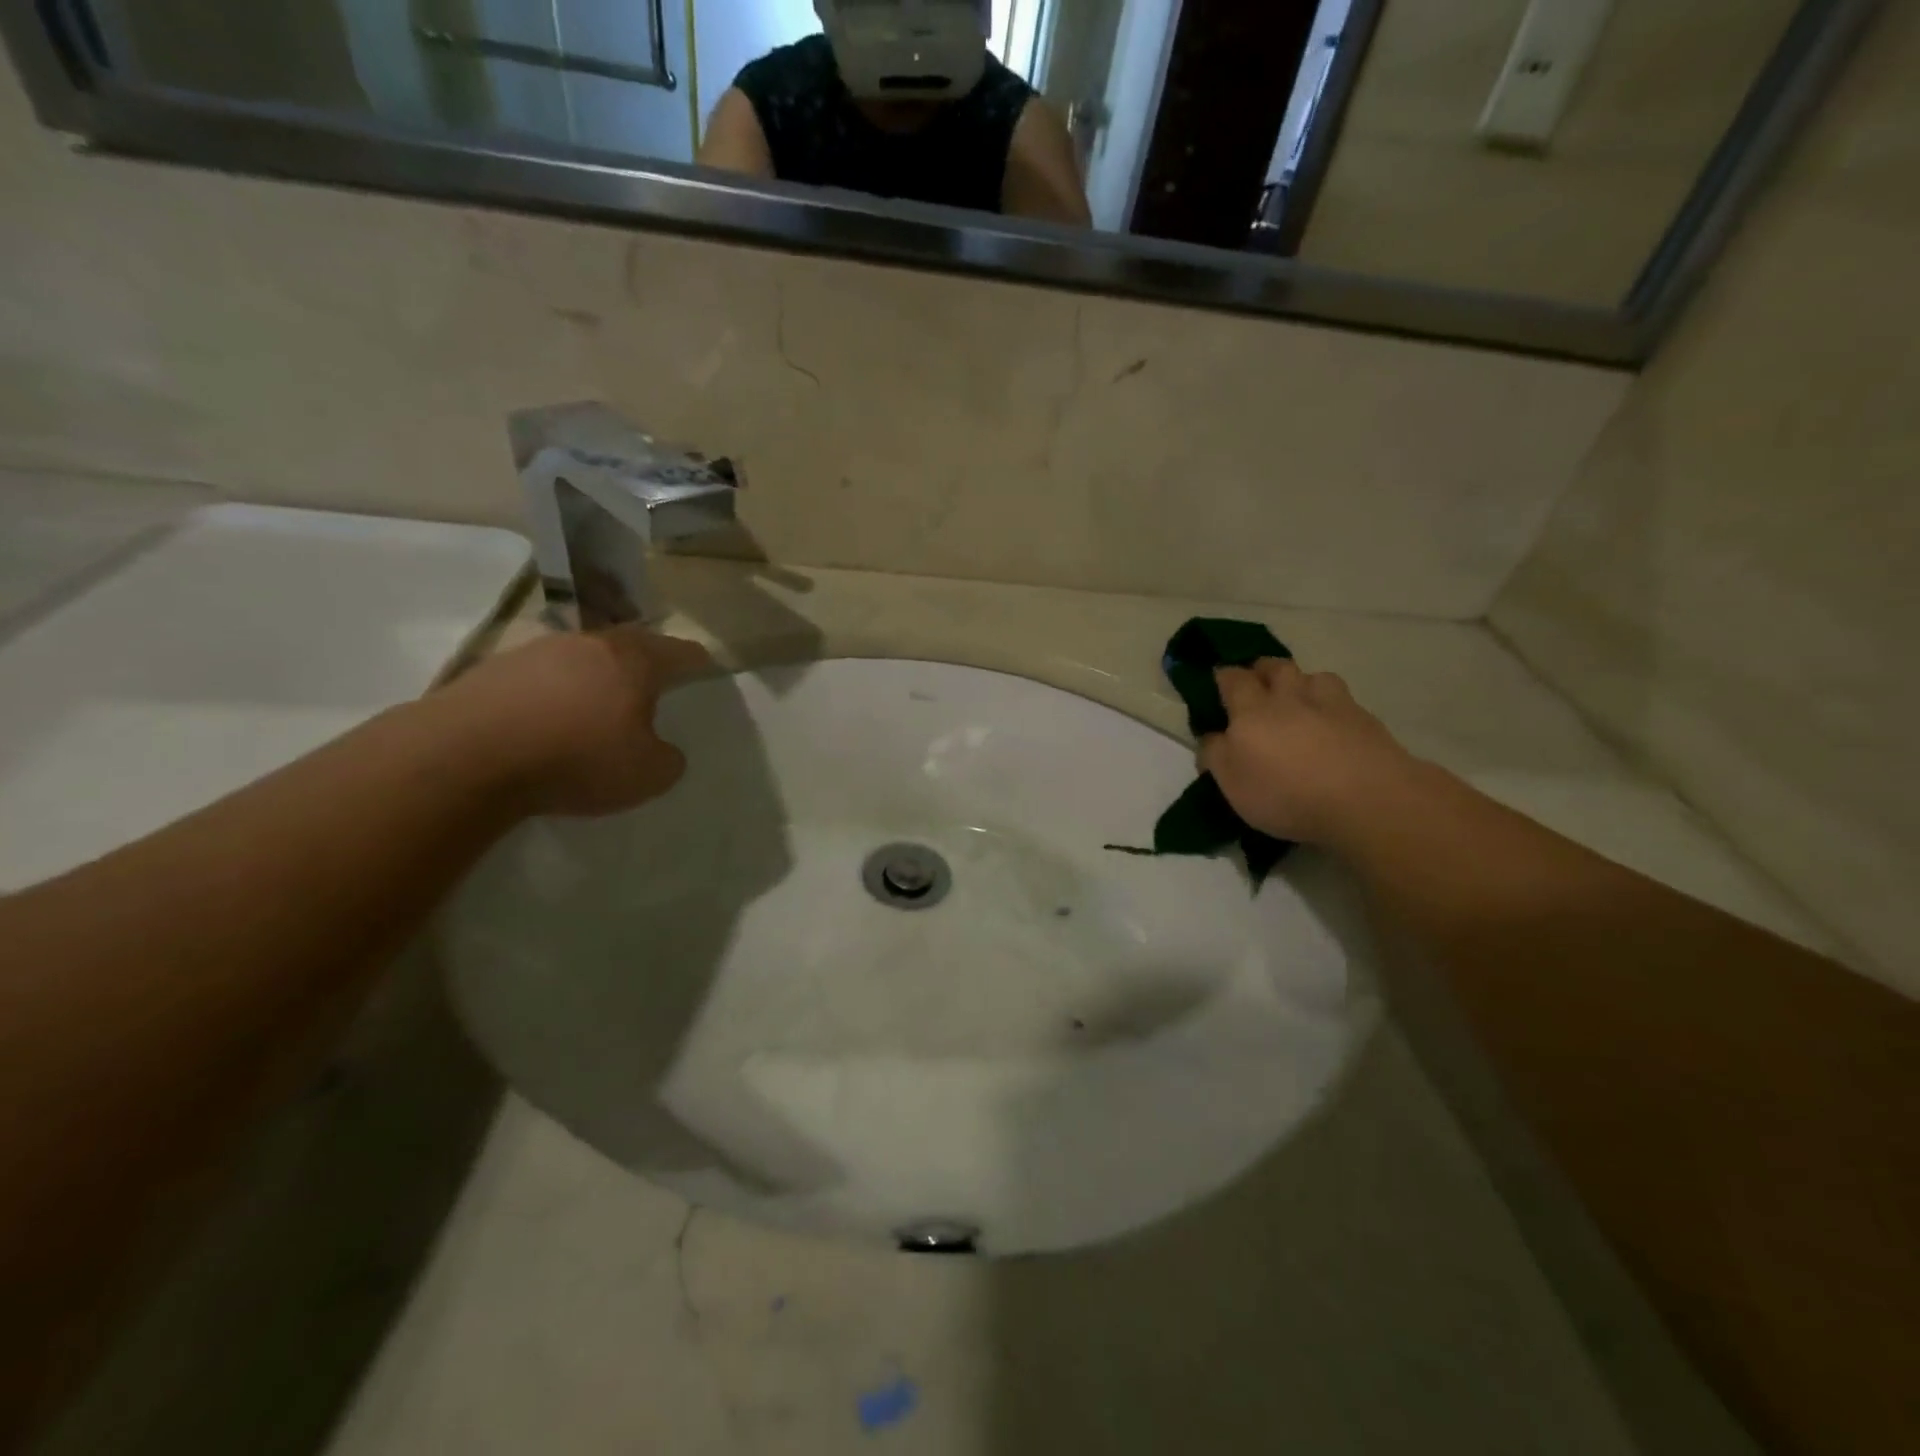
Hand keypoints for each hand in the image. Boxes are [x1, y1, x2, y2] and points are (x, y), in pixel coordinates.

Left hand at [440, 627, 712, 817]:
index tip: (705, 666)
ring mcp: (537, 651)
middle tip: (654, 683)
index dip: (697, 660)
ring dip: (594, 676)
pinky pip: (540, 676)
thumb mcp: (648, 774)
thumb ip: (668, 759)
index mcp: (634, 660)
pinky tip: (547, 720)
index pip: (680, 652)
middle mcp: (589, 643)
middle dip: (645, 661)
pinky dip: (553, 692)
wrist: (466, 757)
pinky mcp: (492, 669)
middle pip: (629, 644)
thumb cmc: (577, 758)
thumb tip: (661, 749)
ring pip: (581, 657)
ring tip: (597, 705)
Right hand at [1198, 658, 1418, 846]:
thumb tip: (1212, 737)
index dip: (1223, 677)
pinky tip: (1333, 724)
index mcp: (1252, 710)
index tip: (1218, 682)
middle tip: (1257, 685)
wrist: (1368, 800)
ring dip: (1302, 682)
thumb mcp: (1233, 784)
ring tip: (1300, 701)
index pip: (1232, 679)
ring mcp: (1332, 704)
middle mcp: (1290, 697)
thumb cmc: (1286, 794)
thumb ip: (1216, 755)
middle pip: (1275, 667)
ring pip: (1313, 677)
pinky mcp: (1366, 720)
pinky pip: (1342, 700)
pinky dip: (1332, 706)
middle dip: (1262, 670)